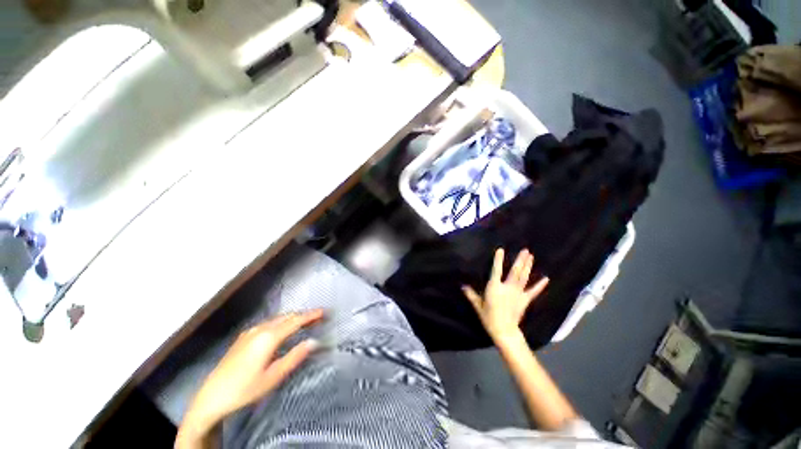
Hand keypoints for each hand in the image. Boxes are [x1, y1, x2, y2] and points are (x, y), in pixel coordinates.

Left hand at [177, 310, 322, 447]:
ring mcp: (249, 332)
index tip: (324, 311)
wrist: (211, 398)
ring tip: (303, 322)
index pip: (295, 321)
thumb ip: (295, 357)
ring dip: (292, 319)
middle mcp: (260, 329)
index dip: (311, 315)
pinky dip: (280, 322)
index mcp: (268, 337)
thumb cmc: (245, 389)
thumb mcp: (273, 377)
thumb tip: (314, 341)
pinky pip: (268, 323)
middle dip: (303, 316)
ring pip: (277, 319)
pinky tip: (281, 329)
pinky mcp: (243, 337)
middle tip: (317, 318)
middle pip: (286, 317)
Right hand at [462, 249, 548, 340]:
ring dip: (528, 266)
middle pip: (515, 271)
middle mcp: (507, 287)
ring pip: (524, 277)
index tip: (501, 249)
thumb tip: (462, 286)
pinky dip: (540, 285)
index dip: (498, 260)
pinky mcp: (525, 300)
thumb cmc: (489, 317)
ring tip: (531, 256)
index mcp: (495, 287)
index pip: (496, 270)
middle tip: (525, 250)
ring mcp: (518, 293)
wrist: (504, 331)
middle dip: (520, 260)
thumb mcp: (477, 305)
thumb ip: (471, 294)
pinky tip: (546, 278)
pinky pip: (533, 291)